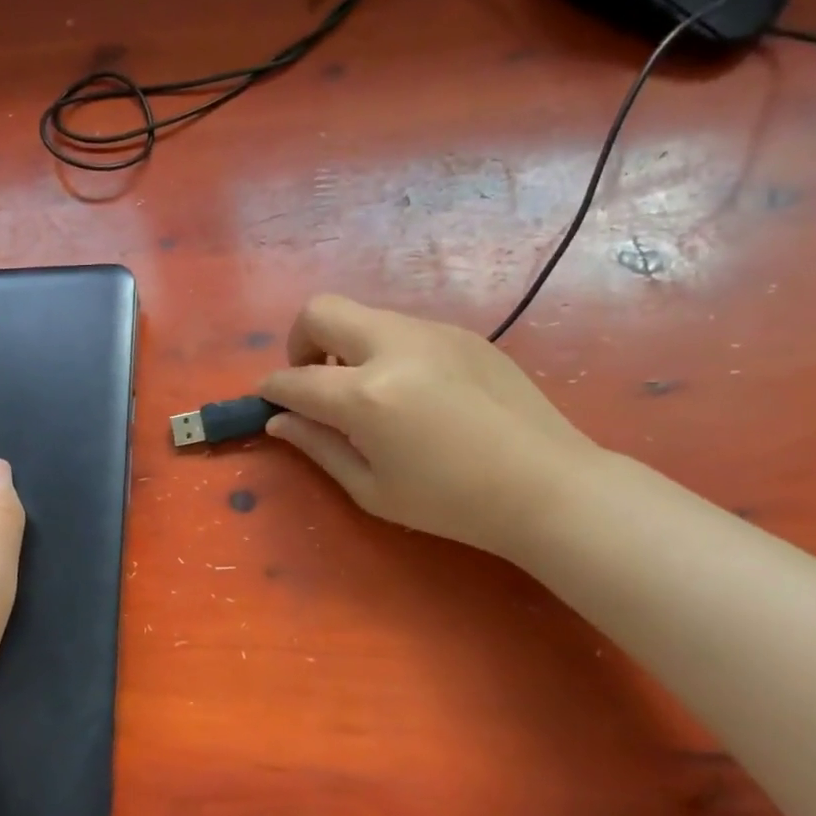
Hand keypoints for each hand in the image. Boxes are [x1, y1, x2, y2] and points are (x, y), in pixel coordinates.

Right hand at [259, 295, 604, 561]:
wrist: (548, 486)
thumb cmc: (452, 503)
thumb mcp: (372, 489)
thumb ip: (319, 447)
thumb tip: (280, 421)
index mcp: (367, 396)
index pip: (294, 379)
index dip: (271, 390)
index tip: (267, 401)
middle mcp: (395, 348)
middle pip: (320, 311)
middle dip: (299, 342)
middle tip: (313, 381)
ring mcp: (433, 333)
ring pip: (364, 316)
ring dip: (345, 346)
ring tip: (366, 392)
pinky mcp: (463, 334)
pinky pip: (403, 328)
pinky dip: (385, 350)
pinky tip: (412, 392)